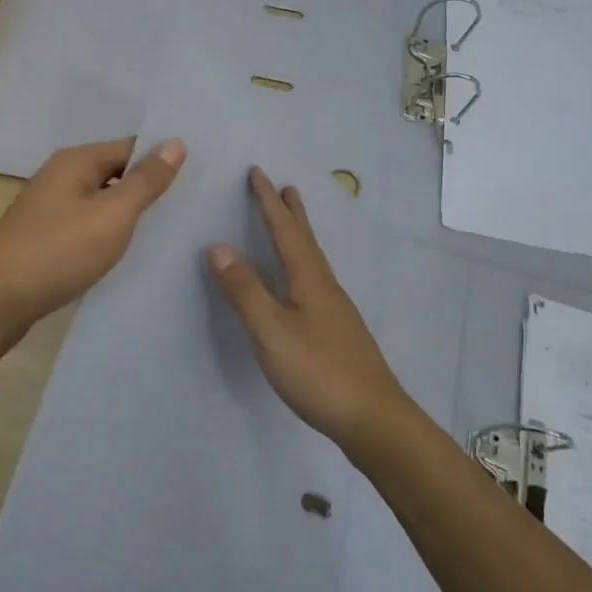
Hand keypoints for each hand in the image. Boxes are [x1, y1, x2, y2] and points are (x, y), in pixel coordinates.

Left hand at [0, 137, 185, 334]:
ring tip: (168, 229)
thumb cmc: (58, 251)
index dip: (161, 159)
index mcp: (76, 161)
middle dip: (147, 188)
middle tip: (190, 205)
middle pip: (115, 173)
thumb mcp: (112, 215)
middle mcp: (60, 176)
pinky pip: (86, 225)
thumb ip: (145, 181)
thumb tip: (176, 143)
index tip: (197, 177)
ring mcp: (49, 208)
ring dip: (128, 214)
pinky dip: (107, 234)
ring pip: (101, 202)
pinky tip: (126, 251)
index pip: (131, 147)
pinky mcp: (44, 237)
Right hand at [206, 168, 410, 450]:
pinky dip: (303, 263)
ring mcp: (336, 310)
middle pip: (306, 240)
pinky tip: (302, 282)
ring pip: (313, 260)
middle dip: (291, 212)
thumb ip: (245, 291)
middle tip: (283, 186)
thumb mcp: (271, 331)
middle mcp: (326, 286)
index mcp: (310, 279)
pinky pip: (315, 280)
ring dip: (300, 235)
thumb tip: (218, 246)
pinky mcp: (338, 331)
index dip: (269, 203)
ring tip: (292, 222)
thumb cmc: (318, 372)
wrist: (373, 418)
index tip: (258, 173)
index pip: (286, 231)